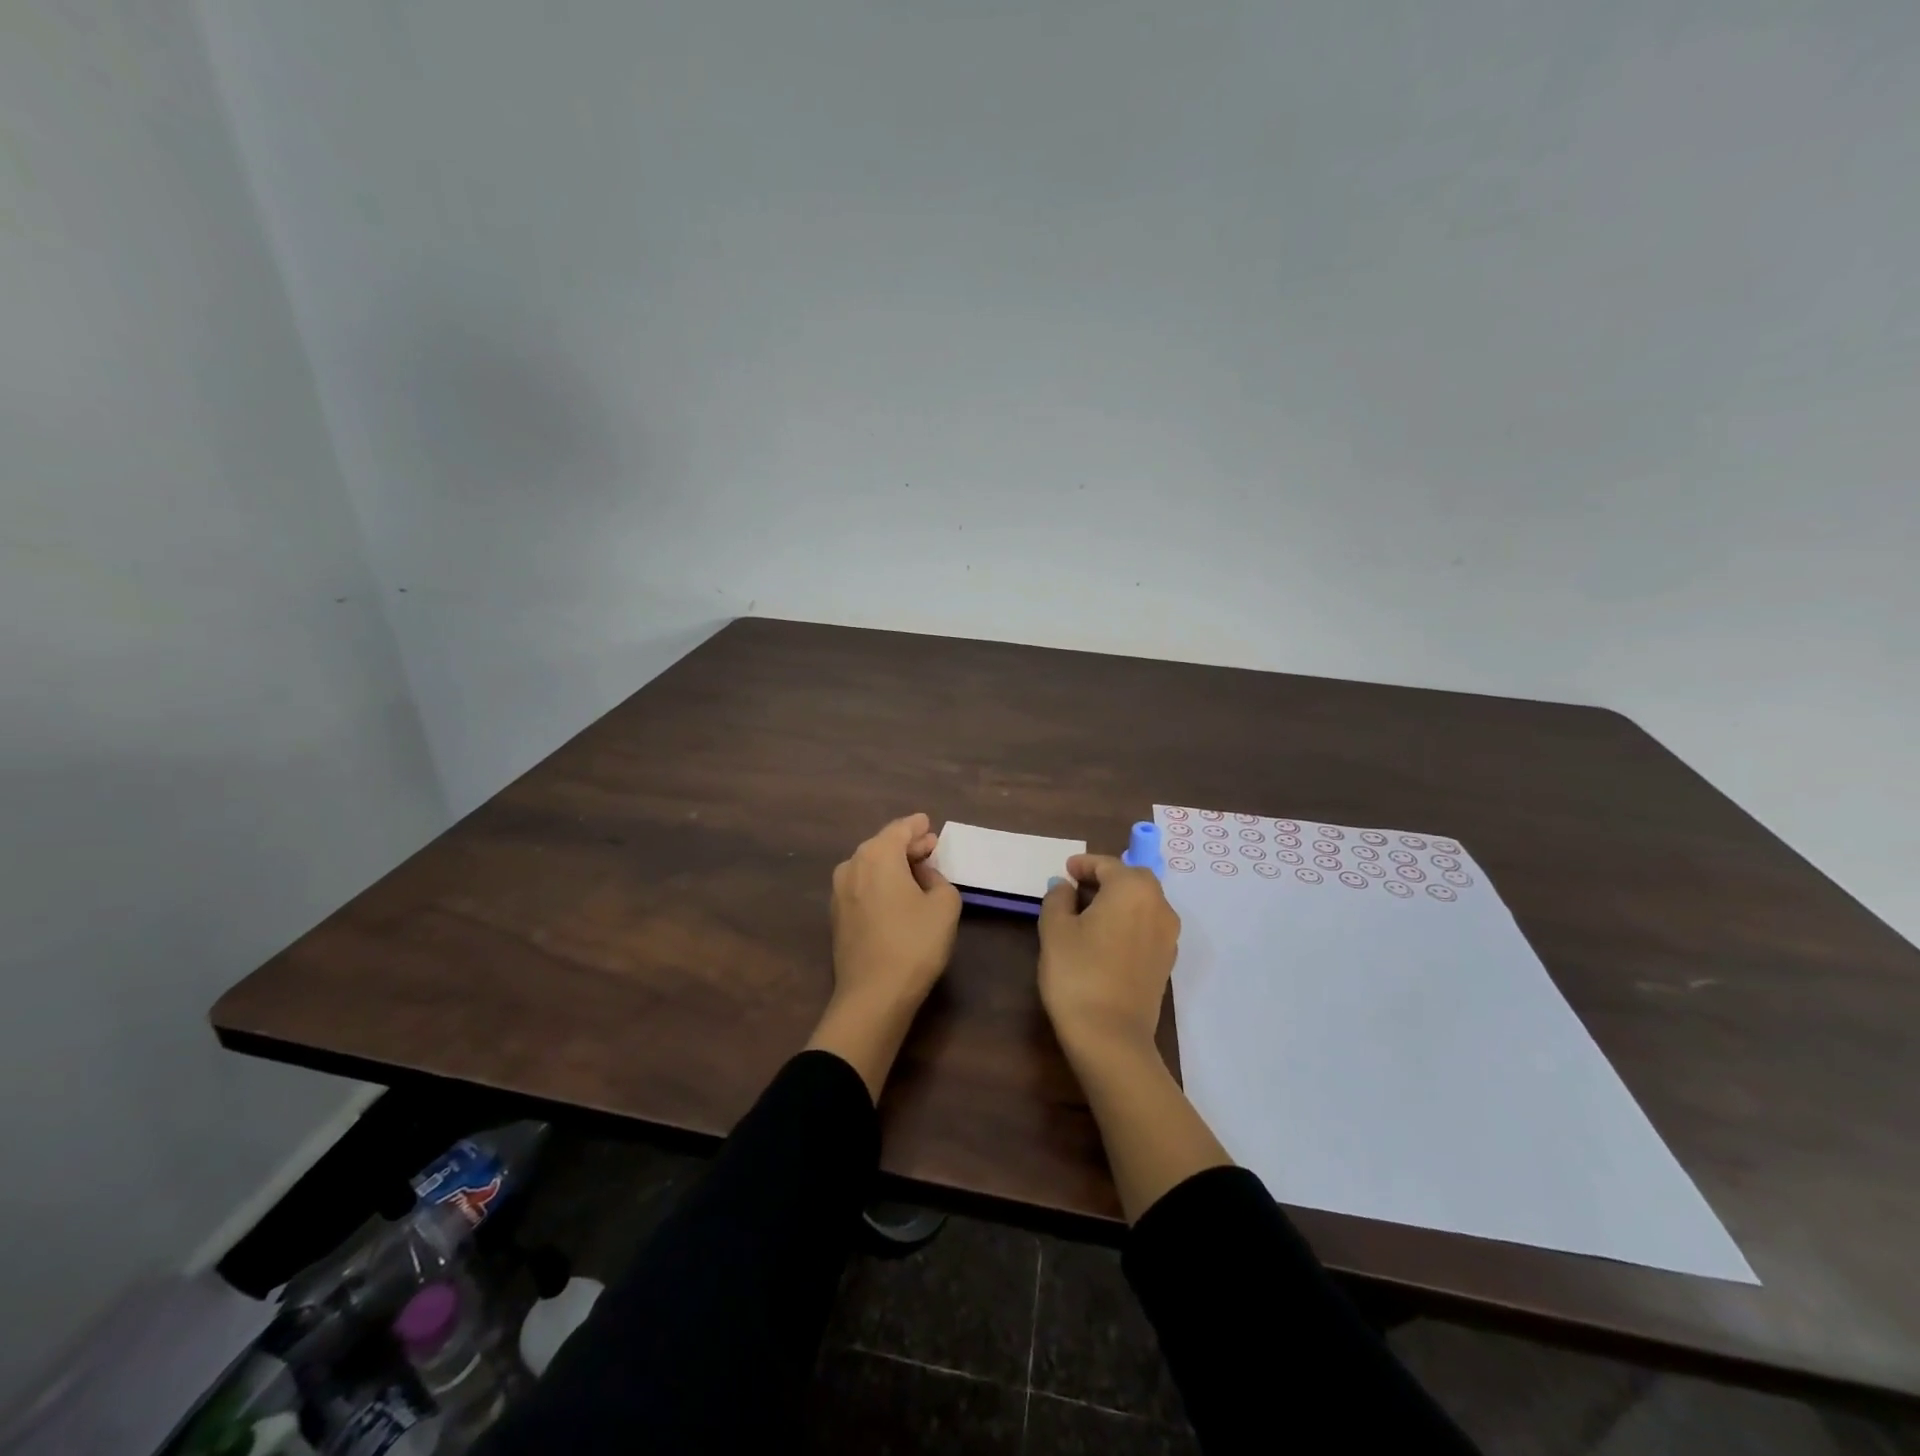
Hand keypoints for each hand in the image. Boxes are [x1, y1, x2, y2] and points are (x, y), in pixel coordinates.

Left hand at [830, 812, 959, 1009]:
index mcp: (877, 854)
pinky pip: (862, 886)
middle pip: (882, 844)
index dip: (917, 827)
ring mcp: (838, 891)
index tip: (930, 826)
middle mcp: (852, 865)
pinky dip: (879, 883)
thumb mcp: (945, 905)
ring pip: (869, 865)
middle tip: (929, 850)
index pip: (900, 829)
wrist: (873, 995)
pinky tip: (896, 896)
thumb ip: (939, 879)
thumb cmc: (914, 943)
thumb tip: (924, 875)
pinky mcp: (836, 915)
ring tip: (915, 873)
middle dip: (906, 845)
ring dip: (892, 864)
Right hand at [1037, 854, 1180, 1062]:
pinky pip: (1147, 927)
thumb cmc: (1078, 973)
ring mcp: (1168, 936)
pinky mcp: (1166, 962)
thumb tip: (1065, 887)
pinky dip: (1128, 922)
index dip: (1083, 864)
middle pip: (1132, 880)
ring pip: (1142, 904)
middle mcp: (1159, 906)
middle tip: (1077, 888)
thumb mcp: (1054, 929)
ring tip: (1088, 914)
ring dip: (1118, 901)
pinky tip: (1105, 939)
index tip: (1065, 870)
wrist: (1110, 1037)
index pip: (1107, 865)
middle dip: (1105, 879)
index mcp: (1133, 889)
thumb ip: (1058, 898)